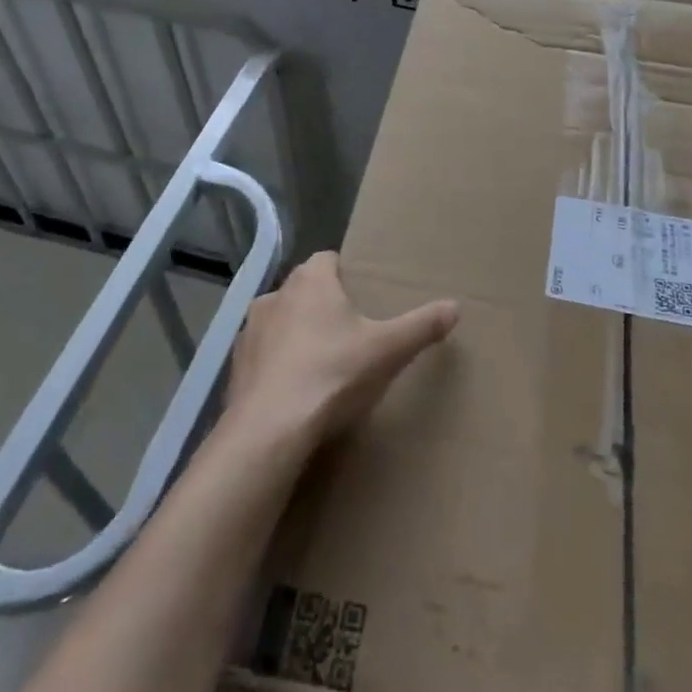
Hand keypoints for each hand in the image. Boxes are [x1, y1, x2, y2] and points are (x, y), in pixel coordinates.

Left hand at [226, 251, 458, 454]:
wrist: (268, 431)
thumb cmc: (332, 374)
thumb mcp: (387, 350)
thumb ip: (422, 326)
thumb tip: (455, 307)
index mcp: (311, 281)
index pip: (328, 259)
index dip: (345, 274)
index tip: (361, 296)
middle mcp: (276, 295)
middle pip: (304, 289)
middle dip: (323, 305)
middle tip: (349, 333)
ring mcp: (251, 331)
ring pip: (280, 321)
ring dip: (296, 334)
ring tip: (321, 364)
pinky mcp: (236, 366)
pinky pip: (262, 355)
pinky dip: (276, 365)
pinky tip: (293, 392)